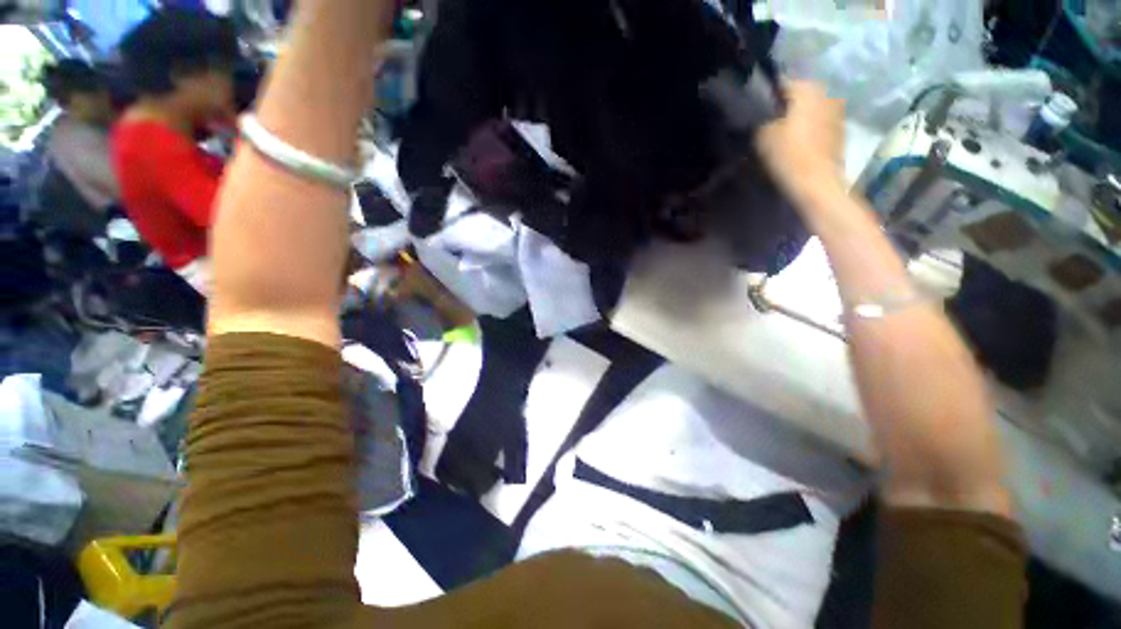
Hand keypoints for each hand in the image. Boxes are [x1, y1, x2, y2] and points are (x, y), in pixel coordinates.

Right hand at [755, 81, 846, 203]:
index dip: (767, 96)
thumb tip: (763, 114)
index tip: (757, 110)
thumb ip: (762, 119)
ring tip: (783, 132)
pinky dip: (809, 126)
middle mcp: (825, 92)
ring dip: (799, 115)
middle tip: (769, 121)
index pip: (782, 83)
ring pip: (811, 107)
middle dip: (786, 105)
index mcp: (807, 89)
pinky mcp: (840, 127)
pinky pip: (819, 120)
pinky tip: (799, 140)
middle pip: (800, 94)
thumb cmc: (789, 155)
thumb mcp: (763, 135)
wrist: (817, 181)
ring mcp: (836, 109)